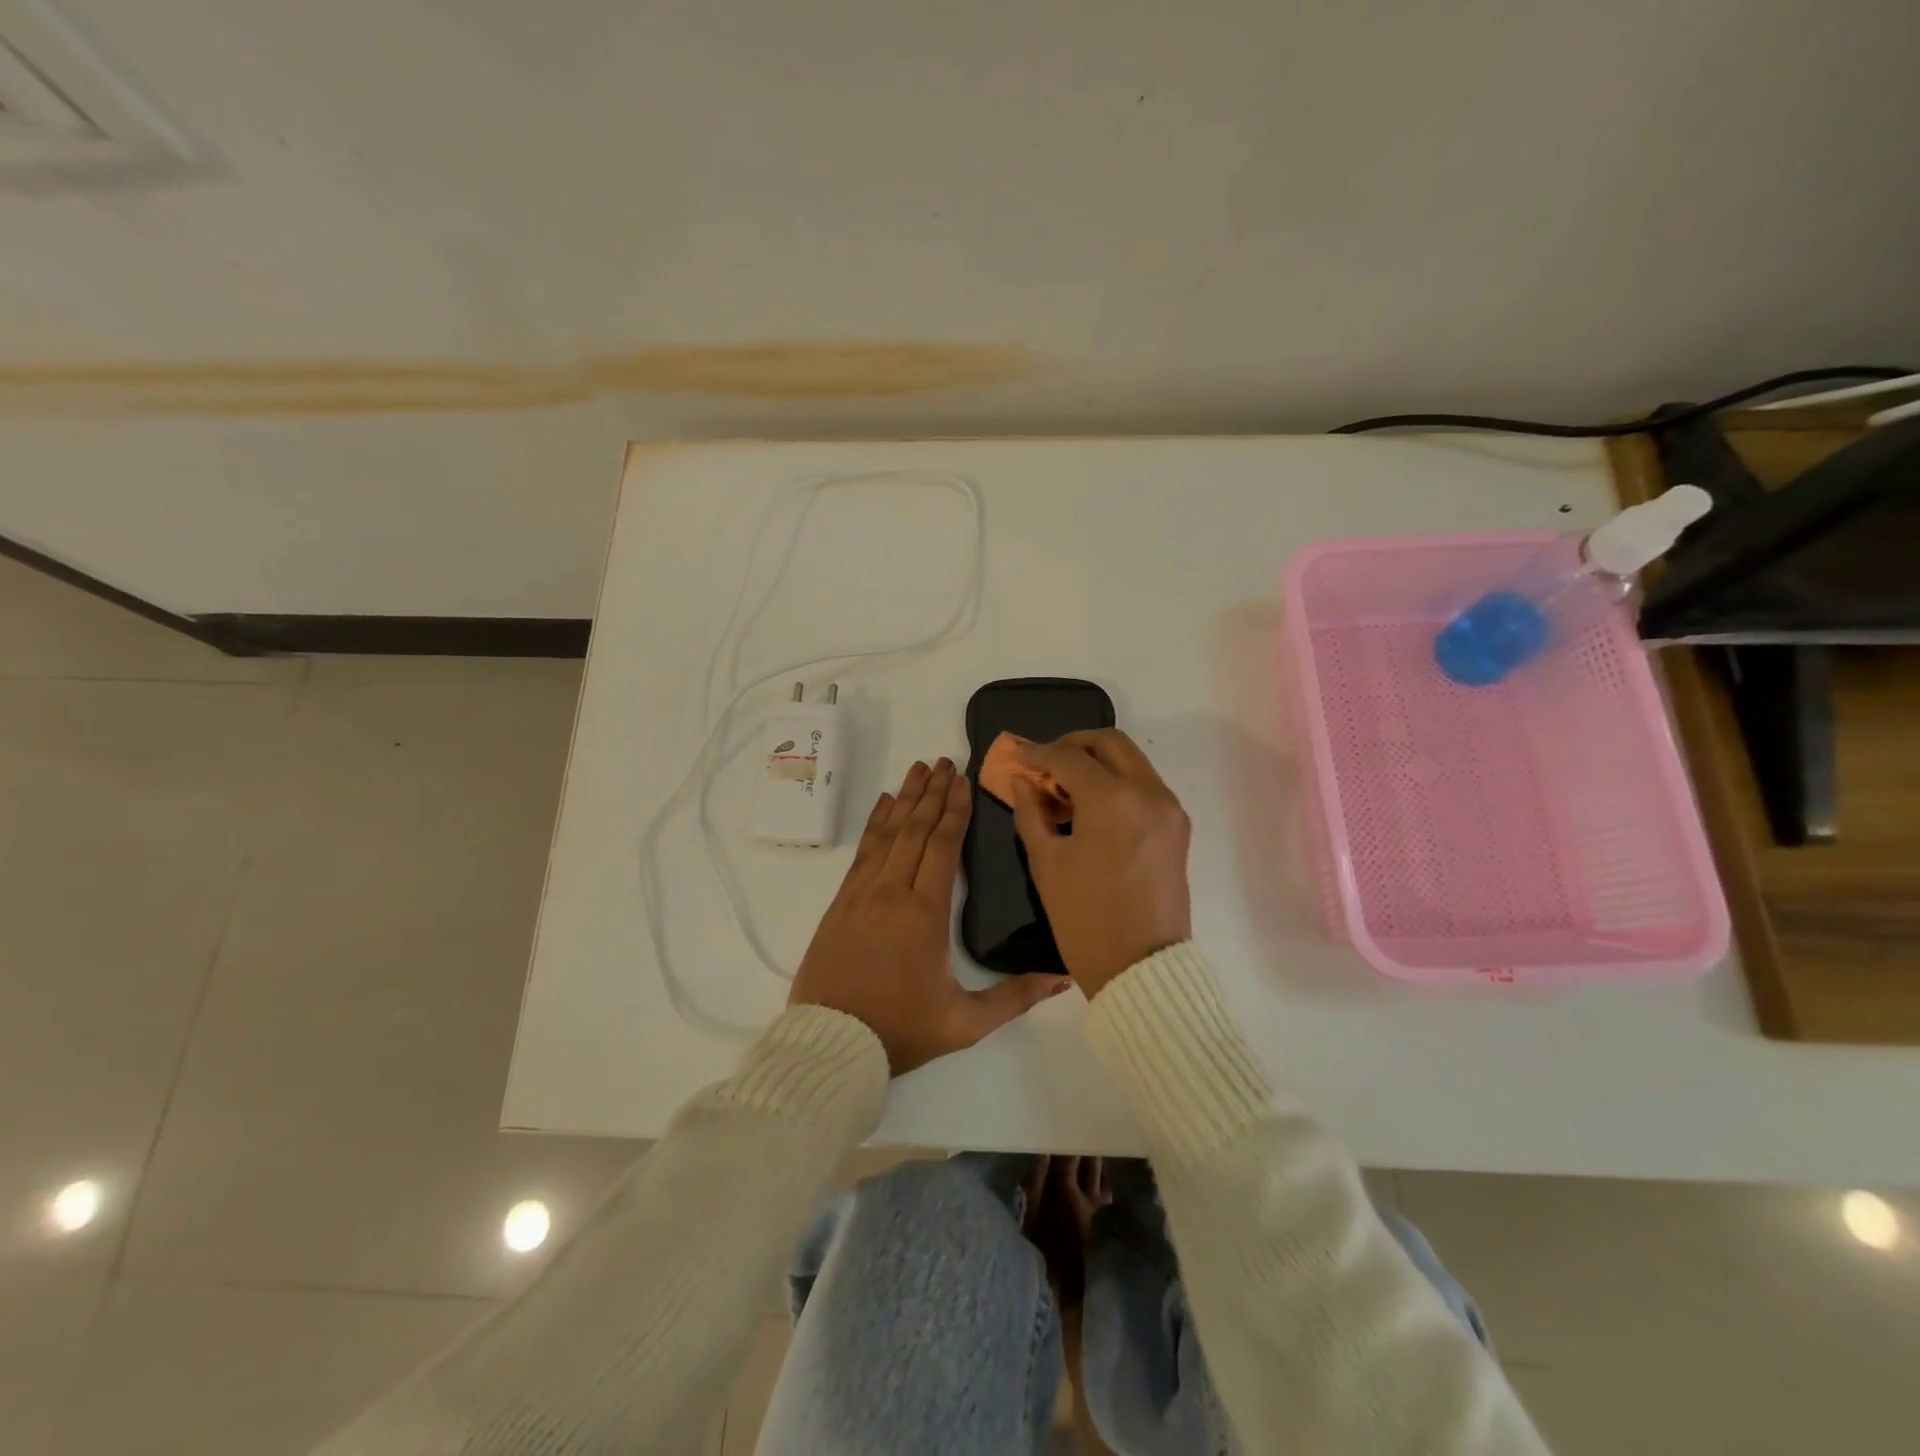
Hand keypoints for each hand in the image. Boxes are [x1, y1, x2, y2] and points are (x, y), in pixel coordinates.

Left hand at [790, 757, 1072, 1074]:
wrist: (831, 1045)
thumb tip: (1062, 979)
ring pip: (886, 834)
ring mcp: (861, 894)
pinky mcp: (841, 903)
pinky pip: (862, 852)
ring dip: (904, 799)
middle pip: (915, 830)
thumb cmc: (901, 1032)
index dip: (954, 810)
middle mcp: (891, 892)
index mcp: (925, 914)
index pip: (943, 846)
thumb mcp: (965, 1023)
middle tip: (944, 761)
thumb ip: (1015, 998)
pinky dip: (875, 824)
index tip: (962, 779)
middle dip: (932, 792)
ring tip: (917, 768)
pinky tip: (882, 805)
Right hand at [1009, 730, 1191, 998]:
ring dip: (1097, 762)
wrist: (1141, 969)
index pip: (1069, 757)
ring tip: (1065, 787)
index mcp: (1113, 800)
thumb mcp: (1047, 863)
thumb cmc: (1084, 918)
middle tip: (1045, 763)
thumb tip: (1023, 781)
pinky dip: (1117, 782)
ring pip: (1131, 761)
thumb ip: (1031, 812)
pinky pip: (1144, 785)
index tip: (1016, 754)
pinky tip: (1092, 806)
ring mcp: (1169, 808)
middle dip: (1073, 745)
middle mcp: (1148, 792)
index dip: (1037, 753)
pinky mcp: (1178, 826)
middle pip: (1109, 743)